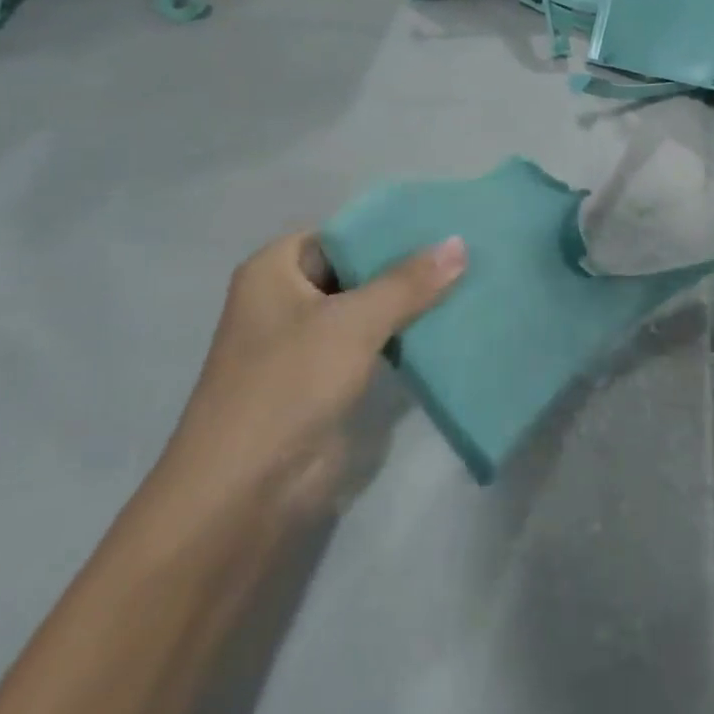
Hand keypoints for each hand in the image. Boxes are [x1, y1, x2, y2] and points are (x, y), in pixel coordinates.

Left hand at [162, 231, 466, 514]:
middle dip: (407, 263)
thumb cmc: (288, 385)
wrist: (244, 493)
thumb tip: (460, 242)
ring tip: (469, 279)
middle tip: (467, 249)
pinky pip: (372, 342)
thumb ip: (409, 282)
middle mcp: (286, 298)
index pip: (341, 231)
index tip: (443, 220)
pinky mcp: (325, 380)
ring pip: (367, 307)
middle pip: (357, 268)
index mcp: (274, 269)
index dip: (389, 226)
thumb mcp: (353, 322)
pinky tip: (449, 323)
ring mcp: (306, 342)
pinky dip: (404, 334)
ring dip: (410, 301)